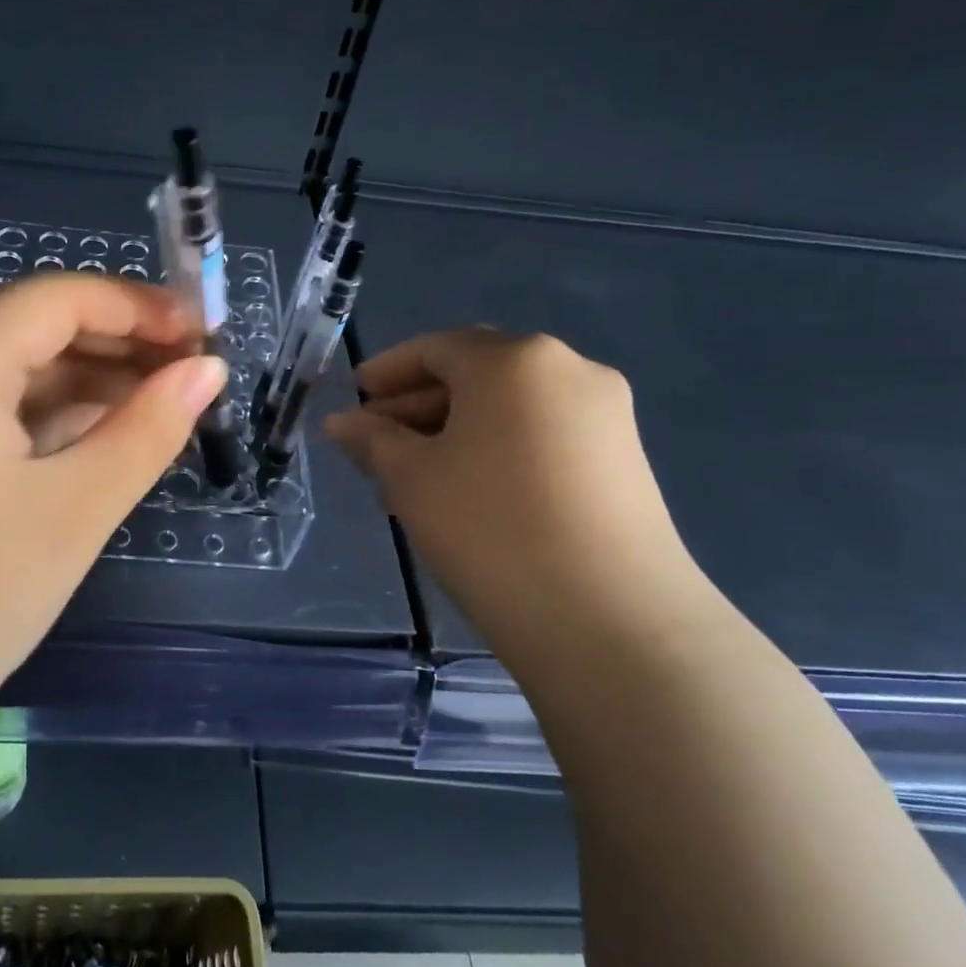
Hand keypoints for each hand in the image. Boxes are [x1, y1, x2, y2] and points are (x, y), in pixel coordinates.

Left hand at [0, 273, 226, 714]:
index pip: (54, 298)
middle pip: (32, 329)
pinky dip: (47, 420)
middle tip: (193, 379)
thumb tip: (208, 371)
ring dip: (86, 384)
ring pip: (12, 372)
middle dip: (117, 346)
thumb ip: (148, 430)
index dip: (136, 307)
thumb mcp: (74, 511)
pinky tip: (100, 441)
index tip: (202, 336)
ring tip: (162, 409)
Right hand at [326, 328, 707, 651]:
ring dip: (453, 432)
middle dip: (417, 406)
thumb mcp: (411, 478)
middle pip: (475, 374)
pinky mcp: (624, 459)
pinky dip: (495, 449)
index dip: (387, 372)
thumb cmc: (488, 527)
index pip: (436, 348)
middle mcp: (568, 369)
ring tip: (412, 480)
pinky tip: (465, 493)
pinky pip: (541, 435)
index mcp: (514, 359)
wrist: (608, 619)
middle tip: (375, 447)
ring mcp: (605, 414)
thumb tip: (341, 422)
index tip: (355, 399)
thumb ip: (371, 439)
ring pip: (508, 409)